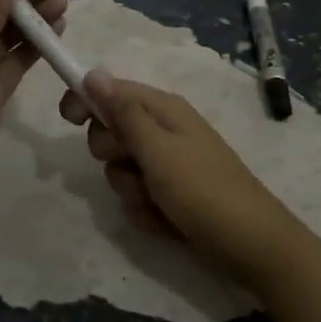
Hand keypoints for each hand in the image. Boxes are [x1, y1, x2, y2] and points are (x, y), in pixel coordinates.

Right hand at [60, 72, 305, 291]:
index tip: (68, 119)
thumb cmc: (204, 191)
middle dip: (111, 152)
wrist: (252, 248)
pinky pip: (136, 195)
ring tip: (156, 201)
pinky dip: (144, 210)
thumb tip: (93, 73)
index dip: (86, 99)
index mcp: (162, 110)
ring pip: (119, 168)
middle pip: (110, 130)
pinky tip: (165, 221)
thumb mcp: (158, 150)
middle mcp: (162, 131)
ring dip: (129, 188)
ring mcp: (166, 165)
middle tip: (133, 165)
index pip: (110, 90)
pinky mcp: (169, 195)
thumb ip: (123, 113)